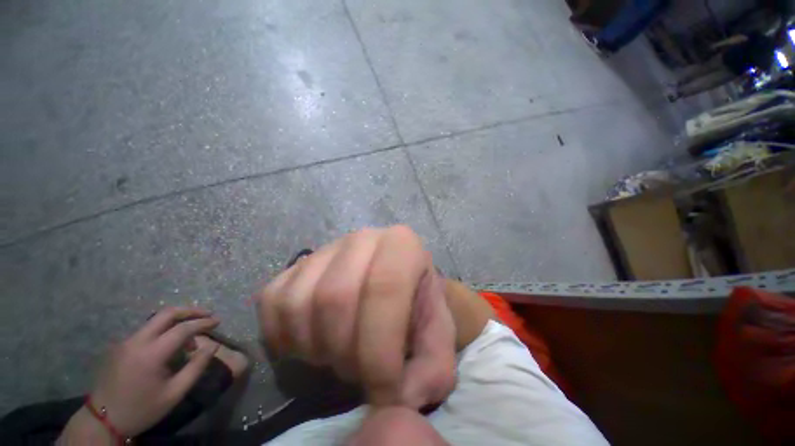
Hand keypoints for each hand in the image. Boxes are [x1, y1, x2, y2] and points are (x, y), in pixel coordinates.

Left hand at [83, 307, 219, 436]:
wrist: (102, 419)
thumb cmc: (142, 408)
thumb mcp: (174, 393)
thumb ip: (196, 367)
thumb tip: (213, 346)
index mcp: (151, 354)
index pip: (183, 328)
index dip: (203, 322)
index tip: (218, 321)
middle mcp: (137, 341)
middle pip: (166, 314)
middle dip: (190, 311)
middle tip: (207, 315)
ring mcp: (126, 342)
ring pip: (156, 321)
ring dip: (177, 321)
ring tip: (190, 336)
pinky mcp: (120, 346)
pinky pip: (147, 330)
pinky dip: (164, 330)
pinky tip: (169, 345)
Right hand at [255, 226, 456, 407]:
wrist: (397, 282)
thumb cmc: (419, 306)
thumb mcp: (438, 336)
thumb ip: (433, 368)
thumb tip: (397, 399)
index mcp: (402, 245)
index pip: (384, 289)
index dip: (379, 352)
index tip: (384, 393)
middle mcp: (362, 238)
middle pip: (336, 298)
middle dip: (345, 354)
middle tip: (361, 372)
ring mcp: (326, 248)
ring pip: (299, 302)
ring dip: (316, 348)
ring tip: (339, 355)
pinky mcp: (297, 265)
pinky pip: (273, 301)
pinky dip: (284, 336)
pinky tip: (312, 343)